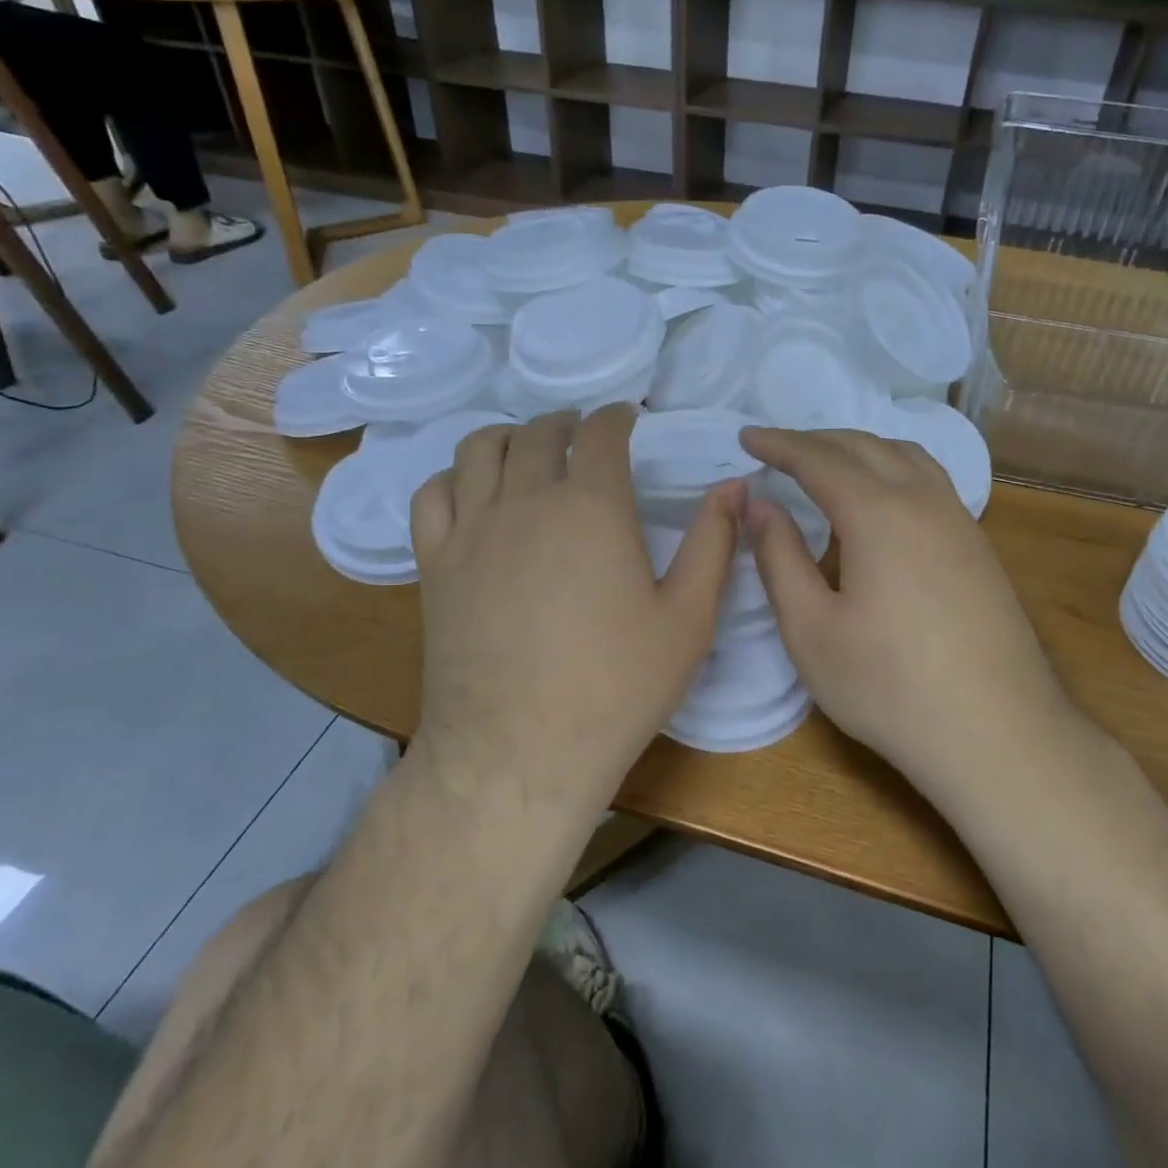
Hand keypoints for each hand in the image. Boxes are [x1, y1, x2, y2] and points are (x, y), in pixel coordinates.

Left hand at [409, 406, 741, 792]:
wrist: (519, 750)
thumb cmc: (616, 686)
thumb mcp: (689, 617)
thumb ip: (714, 543)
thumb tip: (735, 486)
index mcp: (593, 507)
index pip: (601, 433)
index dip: (616, 417)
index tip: (627, 418)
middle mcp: (527, 500)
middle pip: (539, 433)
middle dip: (566, 423)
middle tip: (584, 435)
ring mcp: (472, 530)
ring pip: (480, 450)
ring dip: (511, 437)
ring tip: (529, 451)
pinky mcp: (435, 564)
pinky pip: (432, 495)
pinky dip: (455, 477)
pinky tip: (472, 493)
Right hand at [740, 427, 1078, 783]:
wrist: (997, 733)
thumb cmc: (889, 687)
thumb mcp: (811, 629)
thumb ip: (779, 558)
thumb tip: (759, 504)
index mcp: (878, 512)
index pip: (818, 459)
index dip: (778, 445)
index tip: (747, 436)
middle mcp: (923, 500)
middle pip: (865, 446)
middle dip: (816, 441)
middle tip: (778, 451)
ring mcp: (959, 521)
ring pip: (906, 456)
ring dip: (860, 449)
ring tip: (828, 466)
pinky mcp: (979, 546)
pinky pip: (930, 481)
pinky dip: (893, 470)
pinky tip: (882, 504)